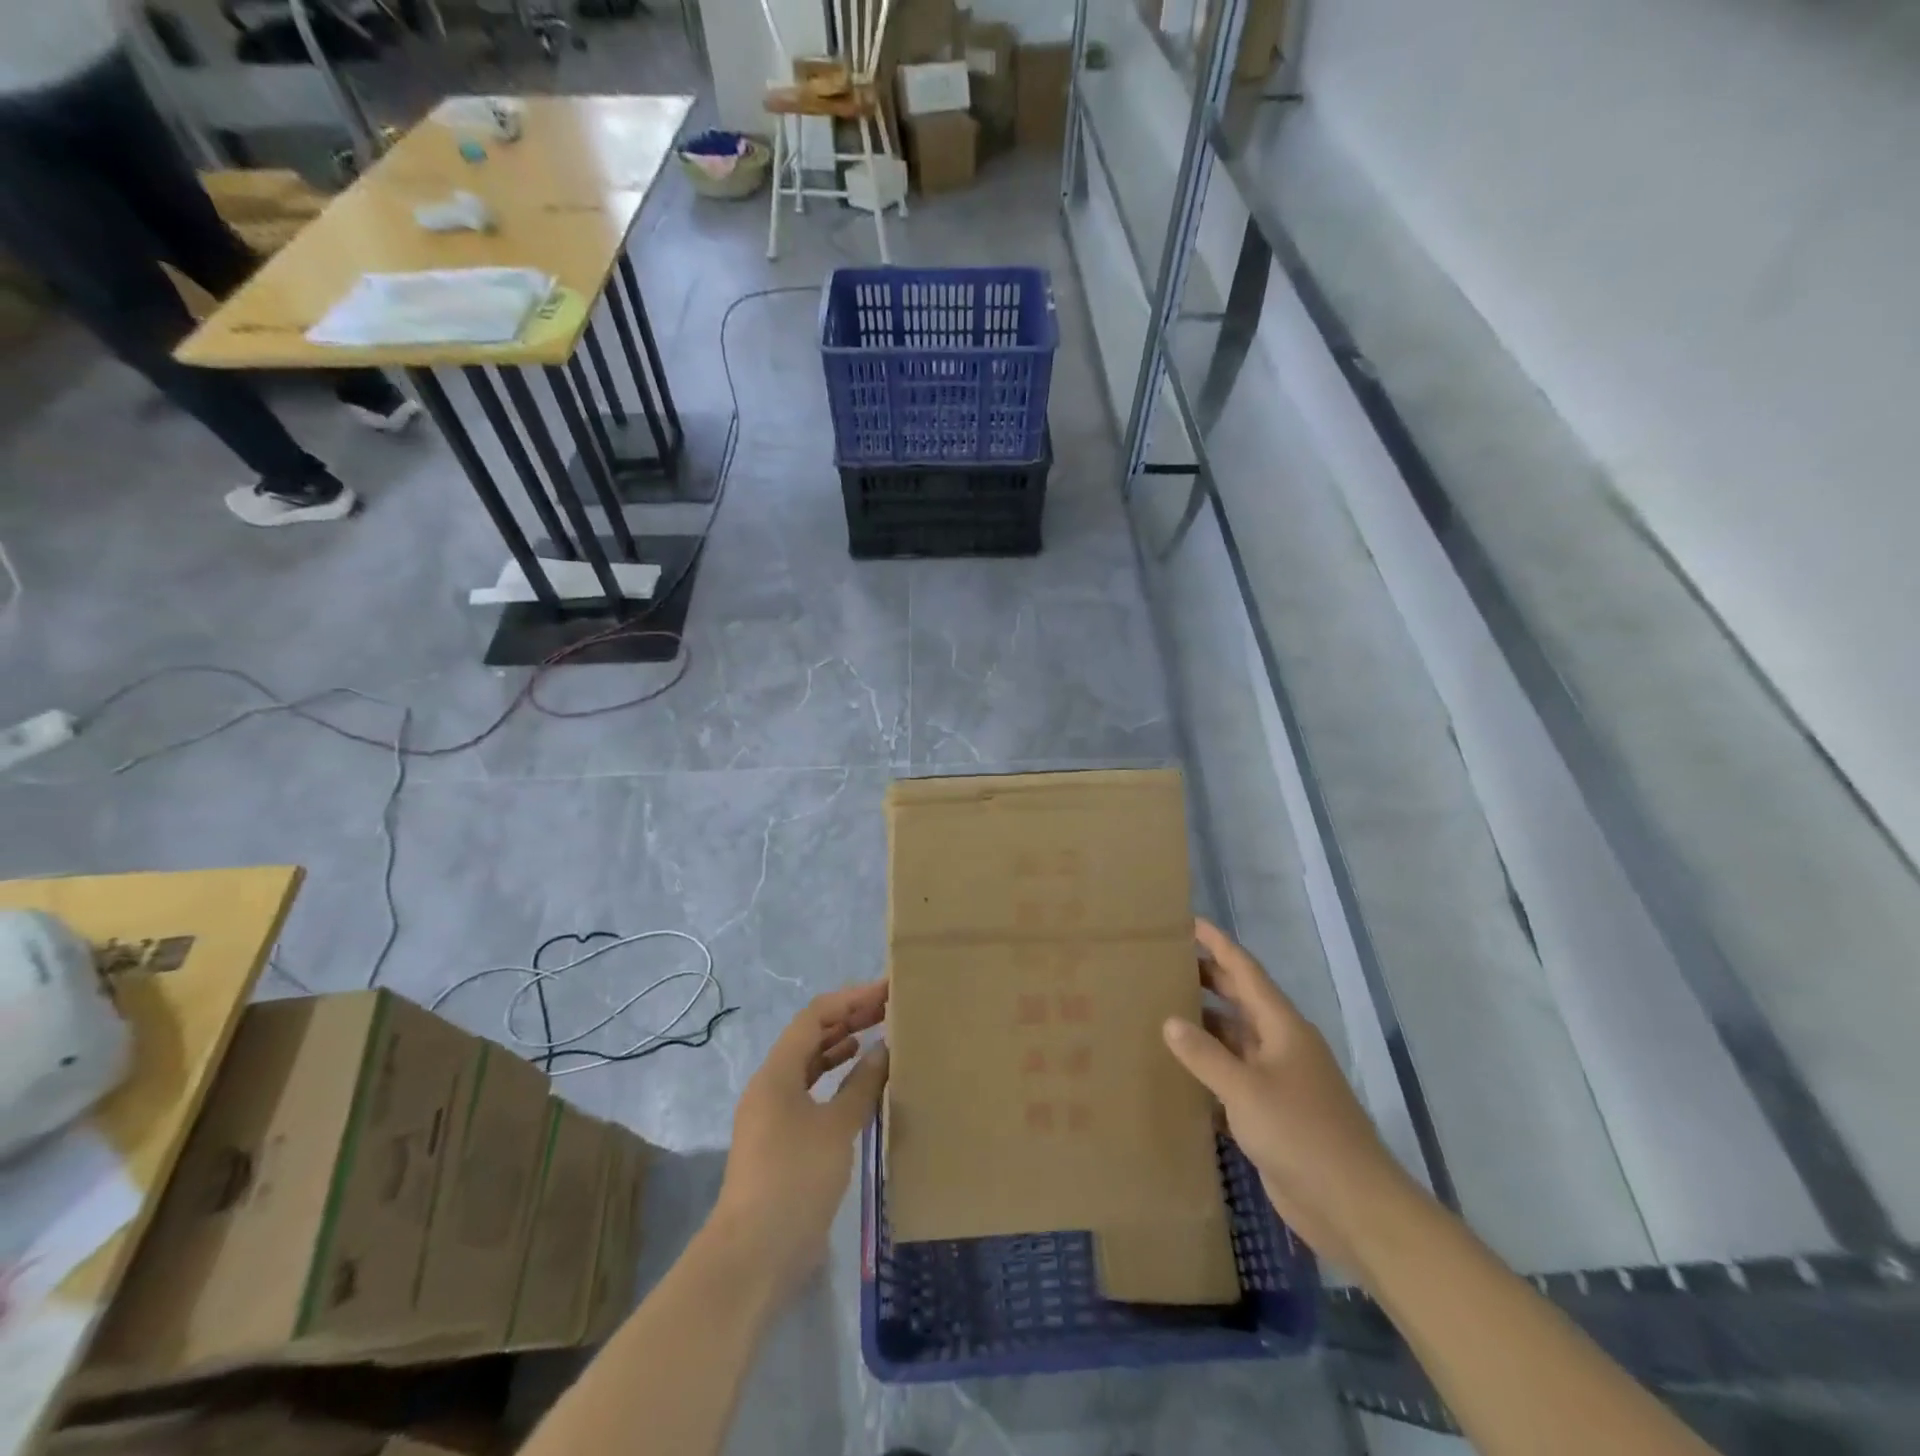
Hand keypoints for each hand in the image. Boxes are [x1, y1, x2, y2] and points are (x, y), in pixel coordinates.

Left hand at [712, 981, 889, 1299]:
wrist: (754, 1256)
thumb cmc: (794, 1180)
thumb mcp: (835, 1128)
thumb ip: (861, 1086)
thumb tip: (883, 1050)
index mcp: (777, 1073)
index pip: (815, 1017)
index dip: (851, 999)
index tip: (886, 991)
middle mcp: (772, 1085)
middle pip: (811, 1036)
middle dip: (848, 1018)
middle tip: (888, 1008)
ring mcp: (774, 1114)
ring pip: (810, 1064)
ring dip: (841, 1046)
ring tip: (877, 1035)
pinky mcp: (783, 1141)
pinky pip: (812, 1092)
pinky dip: (836, 1079)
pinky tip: (860, 1082)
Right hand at [1162, 920, 1410, 1268]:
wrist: (1352, 1205)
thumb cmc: (1301, 1133)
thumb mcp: (1245, 1089)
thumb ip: (1205, 1054)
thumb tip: (1170, 1021)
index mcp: (1283, 1028)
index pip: (1247, 973)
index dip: (1220, 946)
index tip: (1191, 923)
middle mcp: (1282, 1046)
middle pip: (1242, 1001)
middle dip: (1209, 980)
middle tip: (1167, 963)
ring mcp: (1279, 1081)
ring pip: (1236, 1039)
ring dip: (1206, 1024)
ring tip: (1163, 1009)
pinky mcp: (1272, 1113)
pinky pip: (1234, 1076)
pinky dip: (1209, 1066)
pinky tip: (1180, 1068)